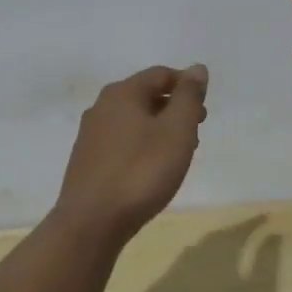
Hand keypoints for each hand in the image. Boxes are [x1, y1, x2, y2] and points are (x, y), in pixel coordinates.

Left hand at [54, 64, 208, 246]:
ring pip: (133, 120)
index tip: (203, 112)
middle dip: (174, 109)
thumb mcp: (176, 131)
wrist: (92, 222)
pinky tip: (151, 169)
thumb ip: (188, 97)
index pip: (161, 74)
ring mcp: (90, 134)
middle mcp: (101, 106)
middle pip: (146, 96)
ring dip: (159, 129)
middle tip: (196, 133)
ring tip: (178, 154)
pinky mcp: (87, 160)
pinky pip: (122, 141)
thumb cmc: (141, 172)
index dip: (187, 86)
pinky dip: (142, 145)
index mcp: (122, 93)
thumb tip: (196, 68)